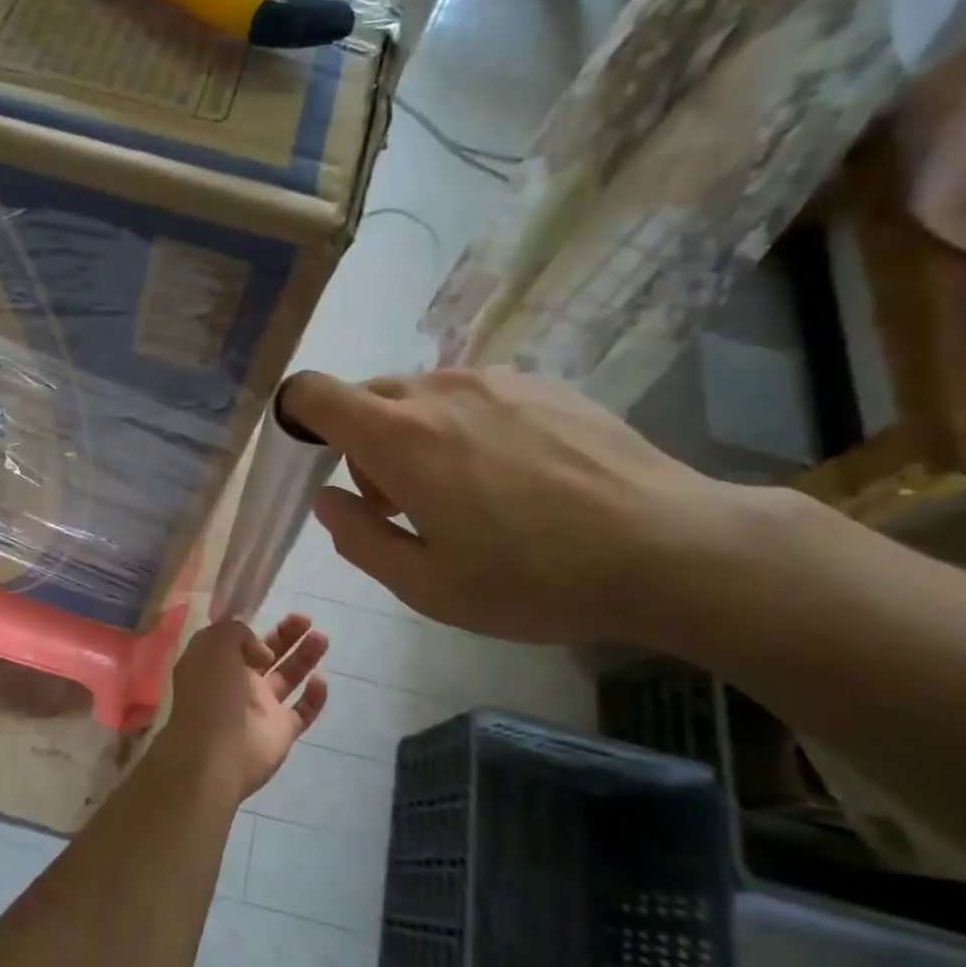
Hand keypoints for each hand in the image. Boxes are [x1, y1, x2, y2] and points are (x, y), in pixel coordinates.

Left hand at [160, 615, 328, 800]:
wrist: (216, 753)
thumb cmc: (211, 692)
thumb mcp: (213, 644)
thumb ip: (238, 633)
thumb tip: (262, 651)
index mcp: (215, 663)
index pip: (236, 640)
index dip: (253, 627)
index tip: (269, 613)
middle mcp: (237, 683)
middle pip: (267, 654)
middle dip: (286, 636)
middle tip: (306, 619)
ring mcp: (261, 707)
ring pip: (287, 677)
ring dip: (305, 657)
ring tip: (322, 637)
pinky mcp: (281, 730)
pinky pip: (303, 710)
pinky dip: (314, 697)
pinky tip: (320, 680)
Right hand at [283, 367, 744, 645]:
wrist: (669, 548)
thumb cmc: (533, 579)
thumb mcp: (426, 586)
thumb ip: (358, 537)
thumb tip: (327, 498)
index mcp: (398, 437)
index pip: (313, 393)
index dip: (296, 417)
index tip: (313, 458)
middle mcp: (437, 390)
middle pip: (365, 396)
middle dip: (360, 443)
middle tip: (400, 502)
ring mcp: (493, 380)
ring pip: (419, 395)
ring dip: (413, 435)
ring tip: (463, 492)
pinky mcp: (539, 382)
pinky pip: (470, 394)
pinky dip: (462, 425)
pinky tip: (512, 475)